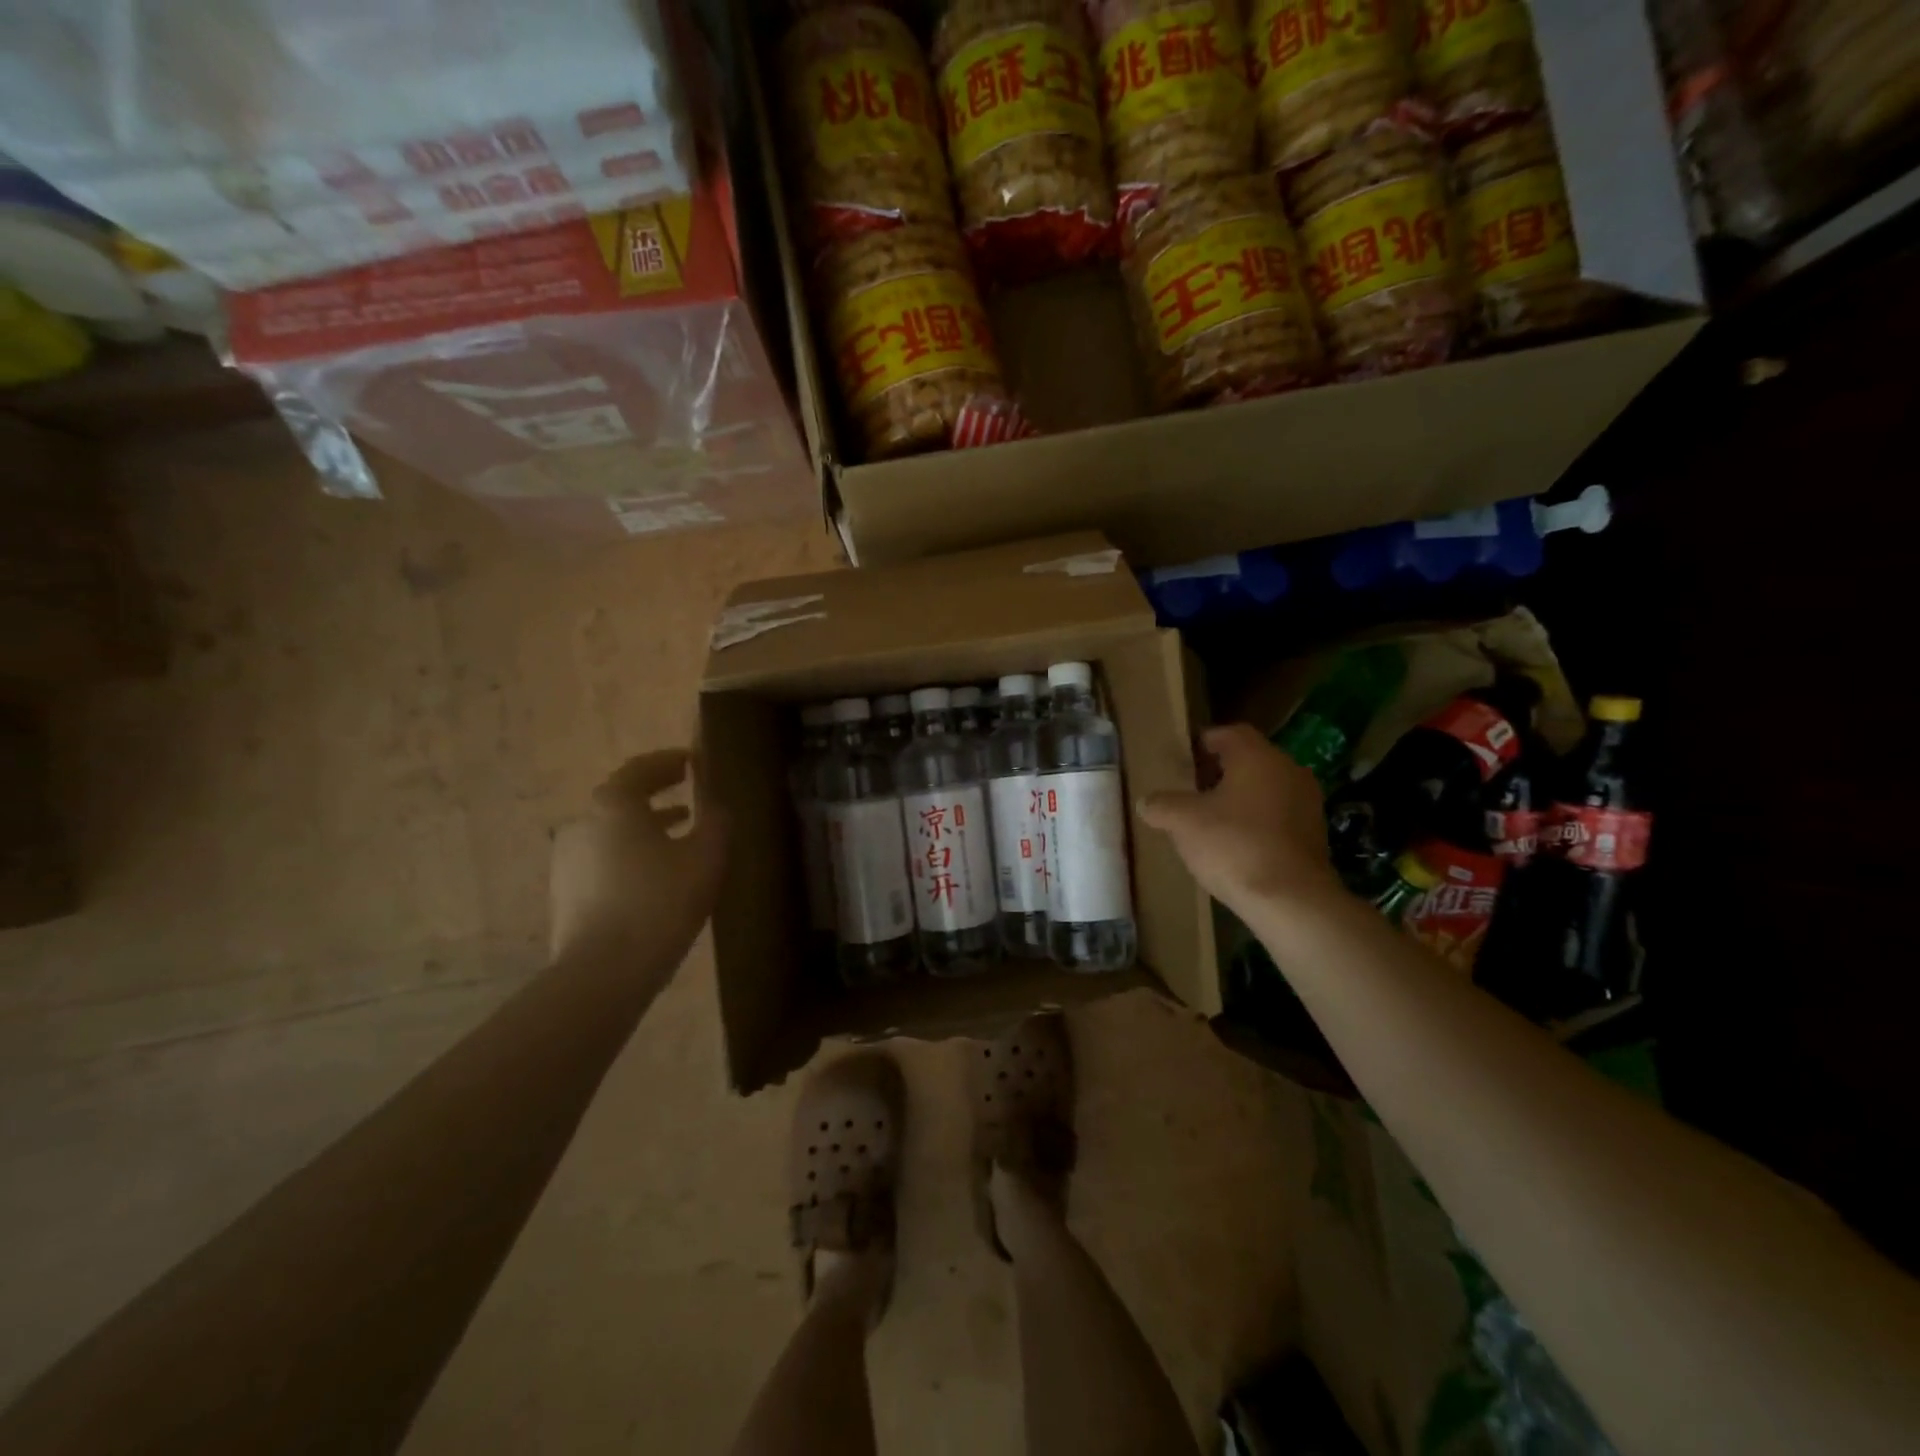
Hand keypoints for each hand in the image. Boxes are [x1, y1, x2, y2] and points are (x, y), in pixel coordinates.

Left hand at [549, 750, 727, 969]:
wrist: (603, 972)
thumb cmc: (660, 903)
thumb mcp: (706, 857)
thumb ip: (716, 820)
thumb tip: (715, 804)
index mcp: (614, 804)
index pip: (641, 768)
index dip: (669, 761)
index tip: (693, 762)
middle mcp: (583, 822)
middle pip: (623, 798)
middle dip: (657, 793)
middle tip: (689, 794)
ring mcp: (567, 859)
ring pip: (613, 830)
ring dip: (645, 826)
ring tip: (679, 835)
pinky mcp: (565, 891)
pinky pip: (603, 858)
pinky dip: (630, 853)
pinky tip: (654, 875)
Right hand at [1139, 724, 1339, 919]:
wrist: (1290, 900)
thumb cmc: (1234, 845)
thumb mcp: (1183, 822)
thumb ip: (1161, 805)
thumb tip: (1146, 802)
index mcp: (1258, 757)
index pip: (1230, 733)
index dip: (1205, 741)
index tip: (1185, 757)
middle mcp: (1288, 771)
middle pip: (1250, 761)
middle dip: (1219, 772)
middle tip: (1191, 789)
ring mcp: (1307, 804)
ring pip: (1265, 789)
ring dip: (1239, 799)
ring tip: (1210, 819)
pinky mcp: (1314, 835)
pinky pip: (1278, 816)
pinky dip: (1256, 822)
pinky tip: (1235, 844)